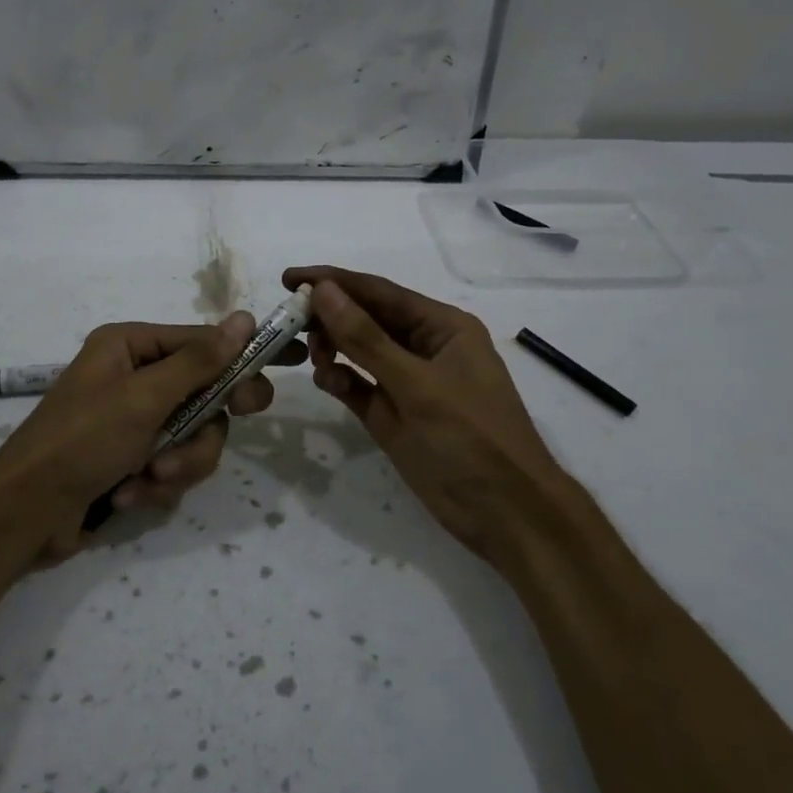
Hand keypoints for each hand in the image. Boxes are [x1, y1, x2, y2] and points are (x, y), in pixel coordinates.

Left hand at [0, 312, 290, 562]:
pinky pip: (171, 464)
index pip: (202, 343)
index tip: (278, 377)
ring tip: (151, 479)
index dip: (240, 361)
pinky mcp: (132, 460)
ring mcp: (133, 421)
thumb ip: (199, 362)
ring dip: (178, 462)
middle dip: (202, 427)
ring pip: (192, 436)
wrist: (26, 513)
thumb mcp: (144, 397)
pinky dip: (157, 484)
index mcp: (130, 347)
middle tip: (216, 434)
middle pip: (203, 395)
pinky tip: (128, 494)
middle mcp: (134, 378)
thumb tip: (244, 318)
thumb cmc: (82, 441)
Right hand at [283, 266, 576, 572]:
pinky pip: (360, 386)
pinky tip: (326, 381)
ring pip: (360, 352)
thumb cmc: (468, 438)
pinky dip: (341, 380)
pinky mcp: (395, 415)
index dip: (333, 282)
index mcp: (443, 327)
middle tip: (290, 322)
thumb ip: (365, 338)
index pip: (379, 292)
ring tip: (313, 357)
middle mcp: (425, 347)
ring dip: (334, 349)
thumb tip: (322, 291)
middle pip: (367, 319)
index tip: (288, 278)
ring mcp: (409, 383)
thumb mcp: (415, 385)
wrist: (504, 513)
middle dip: (330, 317)